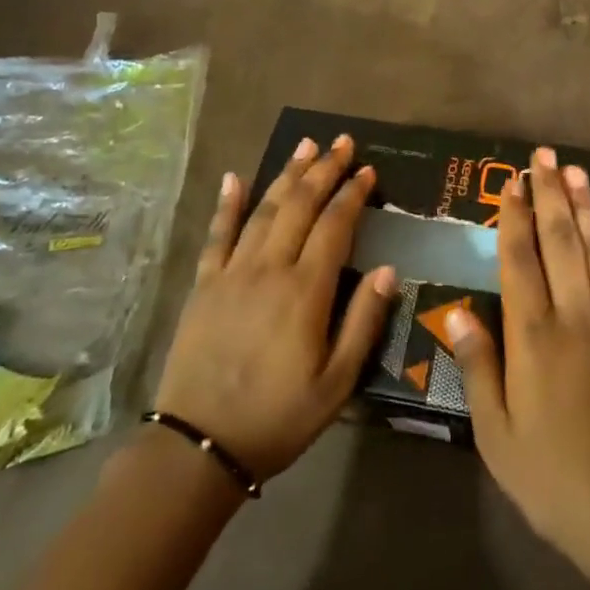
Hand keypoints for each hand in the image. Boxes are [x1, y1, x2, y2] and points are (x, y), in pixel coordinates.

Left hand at [153, 135, 397, 481]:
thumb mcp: (337, 383)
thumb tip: (390, 269)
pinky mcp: (204, 285)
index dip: (353, 194)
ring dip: (287, 175)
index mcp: (306, 291)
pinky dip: (227, 204)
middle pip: (300, 206)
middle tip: (342, 142)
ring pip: (264, 210)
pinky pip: (217, 235)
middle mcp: (269, 269)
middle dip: (324, 169)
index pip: (335, 226)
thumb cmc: (278, 417)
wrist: (199, 447)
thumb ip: (364, 322)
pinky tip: (236, 177)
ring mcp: (232, 273)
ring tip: (305, 145)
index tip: (368, 170)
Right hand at [446, 147, 589, 589]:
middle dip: (550, 195)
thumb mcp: (497, 435)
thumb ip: (478, 368)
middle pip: (561, 241)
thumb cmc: (553, 477)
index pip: (520, 259)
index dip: (513, 217)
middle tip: (543, 157)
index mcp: (533, 336)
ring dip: (586, 208)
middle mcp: (575, 316)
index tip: (511, 182)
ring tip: (575, 173)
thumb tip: (457, 313)